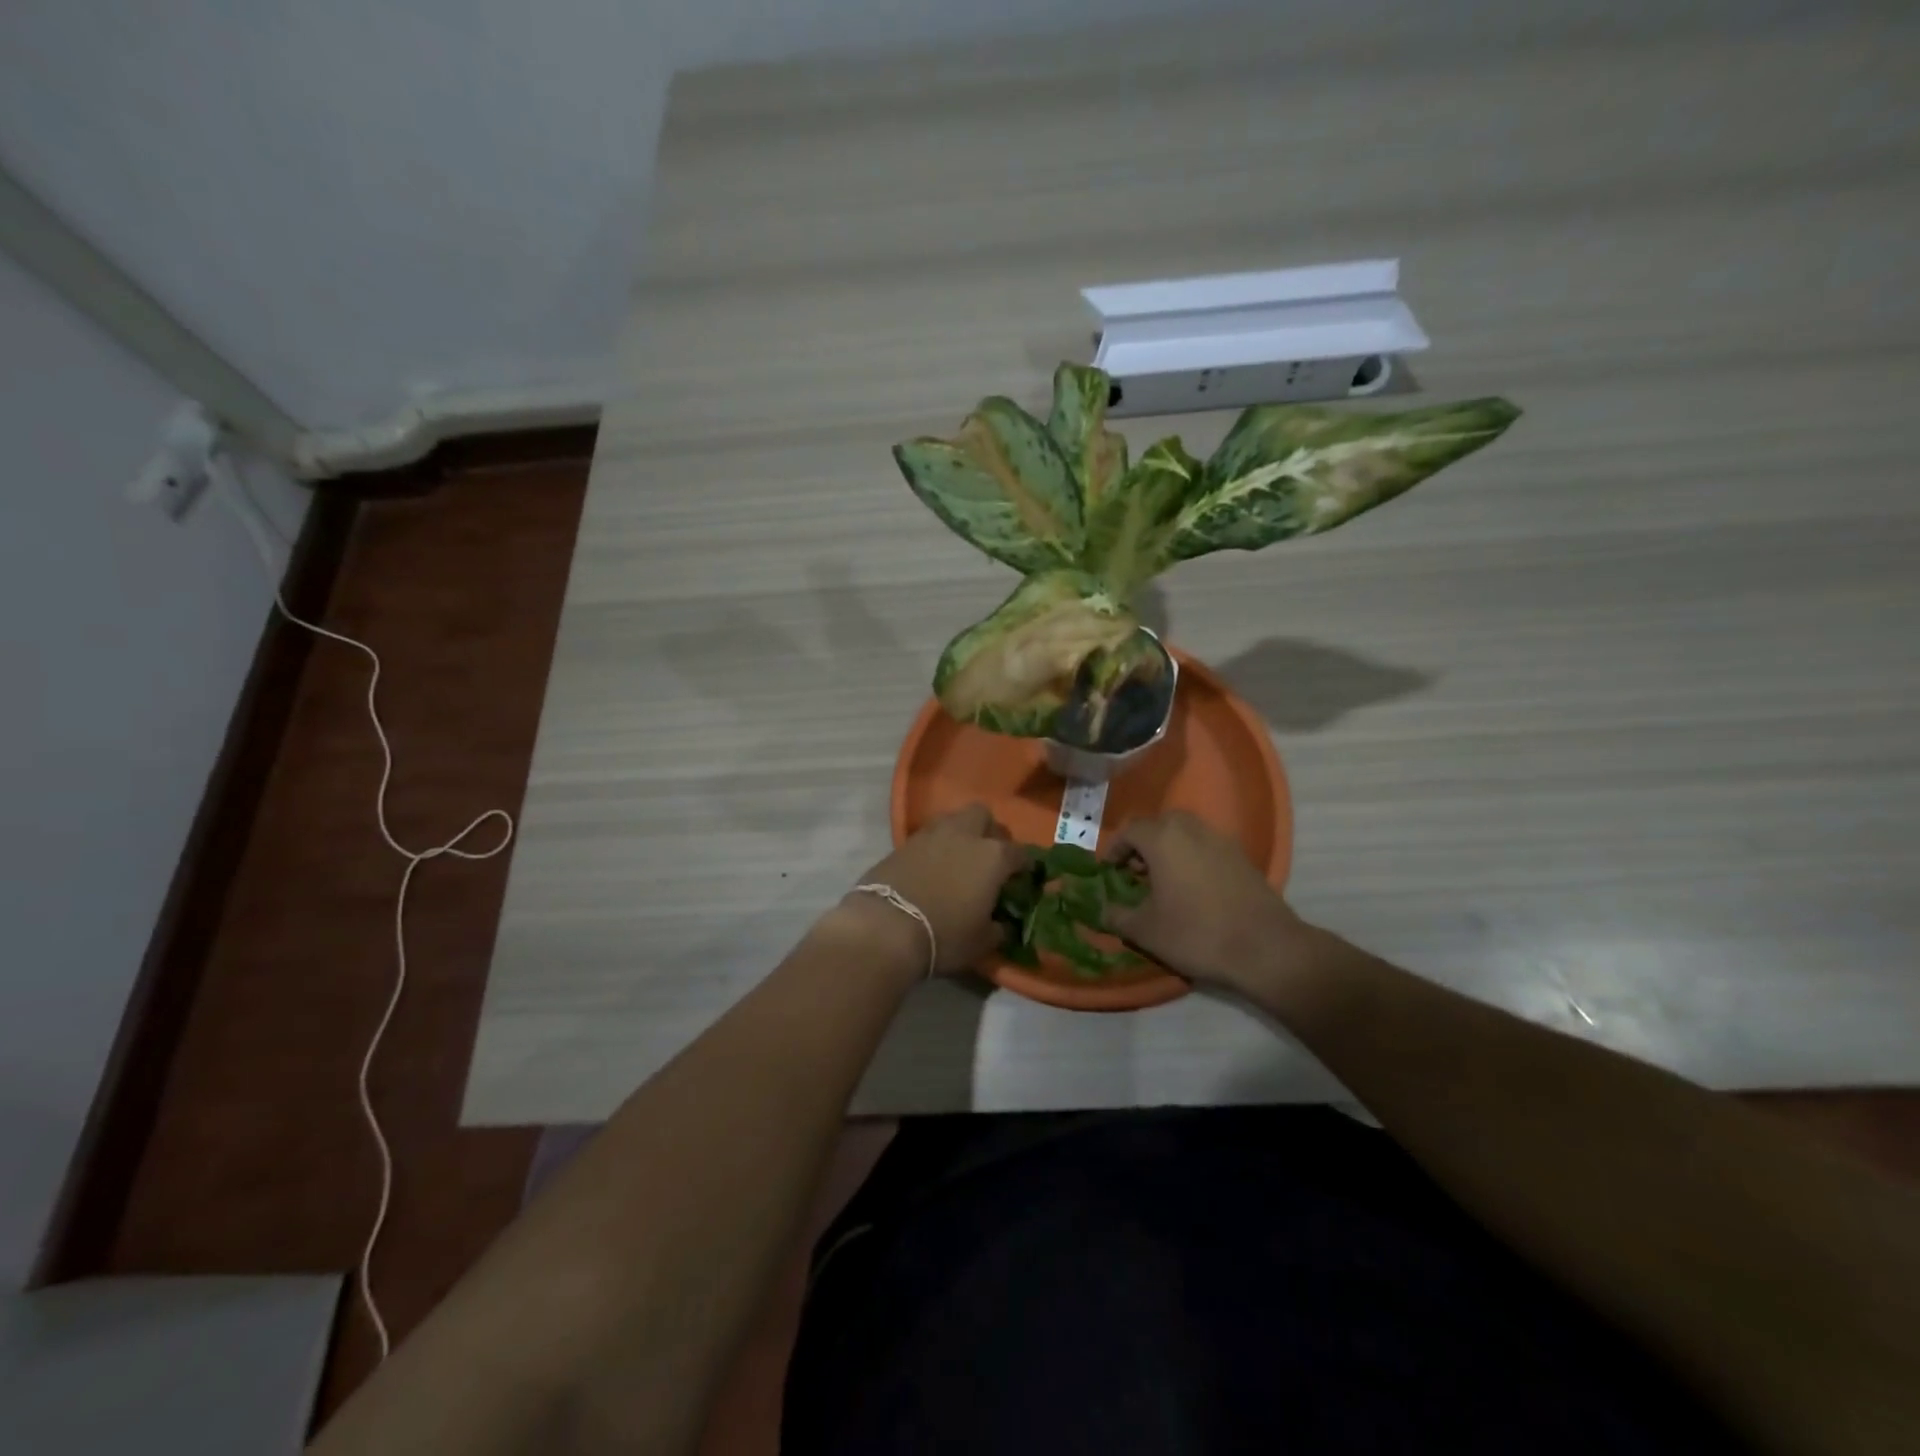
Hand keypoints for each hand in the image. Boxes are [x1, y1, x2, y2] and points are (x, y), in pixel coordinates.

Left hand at [837, 805, 1029, 976]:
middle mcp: (966, 835)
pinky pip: (928, 835)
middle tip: (988, 855)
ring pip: (953, 819)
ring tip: (959, 857)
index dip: (1024, 865)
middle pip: (983, 816)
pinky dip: (935, 845)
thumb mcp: (981, 943)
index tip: (1022, 877)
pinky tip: (932, 865)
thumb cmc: (945, 935)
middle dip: (989, 831)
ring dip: (960, 832)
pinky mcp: (904, 841)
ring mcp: (932, 834)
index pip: (1019, 853)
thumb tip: (1001, 925)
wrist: (886, 926)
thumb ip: (998, 929)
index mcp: (994, 856)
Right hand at [1102, 811, 1316, 992]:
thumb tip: (1100, 909)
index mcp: (1163, 838)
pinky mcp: (1242, 856)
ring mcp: (1221, 840)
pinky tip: (1193, 889)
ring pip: (1185, 833)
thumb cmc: (1196, 933)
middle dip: (1143, 845)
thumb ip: (1116, 915)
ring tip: (1163, 881)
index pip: (1129, 830)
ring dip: (1169, 849)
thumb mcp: (1145, 931)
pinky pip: (1206, 846)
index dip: (1114, 849)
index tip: (1108, 870)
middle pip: (1159, 825)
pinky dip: (1192, 858)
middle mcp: (1191, 829)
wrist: (1265, 948)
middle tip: (1135, 873)